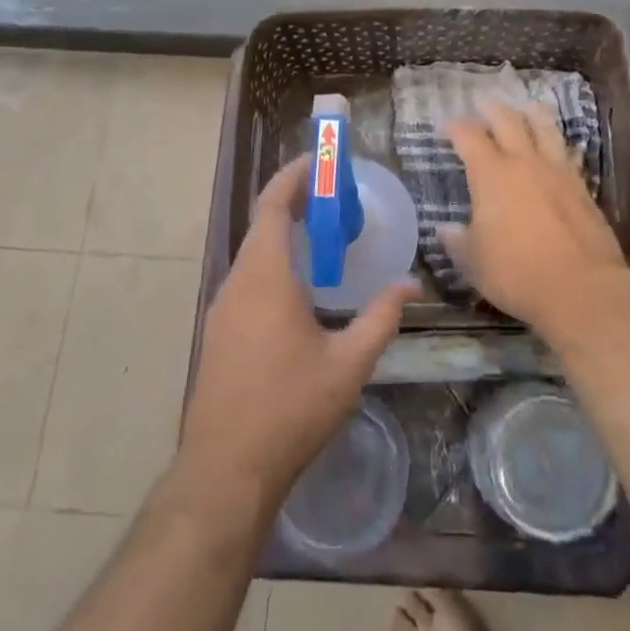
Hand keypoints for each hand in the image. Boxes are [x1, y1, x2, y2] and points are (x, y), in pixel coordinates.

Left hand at [179, 155, 415, 502]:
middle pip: (262, 225)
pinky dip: (273, 262)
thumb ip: (381, 317)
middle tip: (334, 195)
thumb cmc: (290, 409)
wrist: (225, 470)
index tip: (319, 160)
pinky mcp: (218, 332)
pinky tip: (300, 285)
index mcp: (265, 277)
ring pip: (253, 253)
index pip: (272, 206)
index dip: (293, 176)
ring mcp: (222, 309)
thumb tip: (411, 284)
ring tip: (322, 233)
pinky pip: (247, 279)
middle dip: (295, 201)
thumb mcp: (348, 364)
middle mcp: (237, 283)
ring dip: (284, 233)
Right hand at [442, 101, 629, 344]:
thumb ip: (458, 241)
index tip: (445, 126)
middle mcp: (525, 163)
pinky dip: (558, 144)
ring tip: (527, 106)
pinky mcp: (582, 188)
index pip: (469, 137)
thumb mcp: (474, 262)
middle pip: (508, 122)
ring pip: (545, 129)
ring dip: (532, 114)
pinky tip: (559, 147)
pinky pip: (567, 154)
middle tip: (483, 103)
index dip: (455, 127)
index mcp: (491, 175)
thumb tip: (446, 229)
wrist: (581, 288)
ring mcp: (558, 172)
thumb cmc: (516, 273)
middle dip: (492, 109)